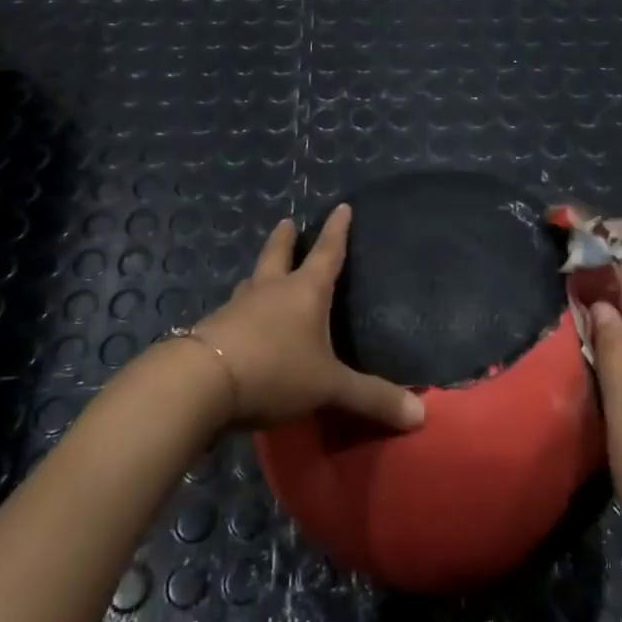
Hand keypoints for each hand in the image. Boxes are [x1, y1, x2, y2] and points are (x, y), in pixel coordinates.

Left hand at [191, 205, 425, 432]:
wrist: (201, 384)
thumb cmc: (275, 371)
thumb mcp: (329, 387)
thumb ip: (372, 398)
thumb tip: (420, 414)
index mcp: (304, 292)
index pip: (327, 253)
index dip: (337, 231)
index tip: (341, 207)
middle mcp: (271, 290)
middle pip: (278, 255)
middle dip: (286, 239)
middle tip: (286, 222)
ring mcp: (238, 308)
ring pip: (252, 282)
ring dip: (260, 274)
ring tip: (262, 272)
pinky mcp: (214, 330)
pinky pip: (234, 313)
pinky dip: (242, 311)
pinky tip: (241, 323)